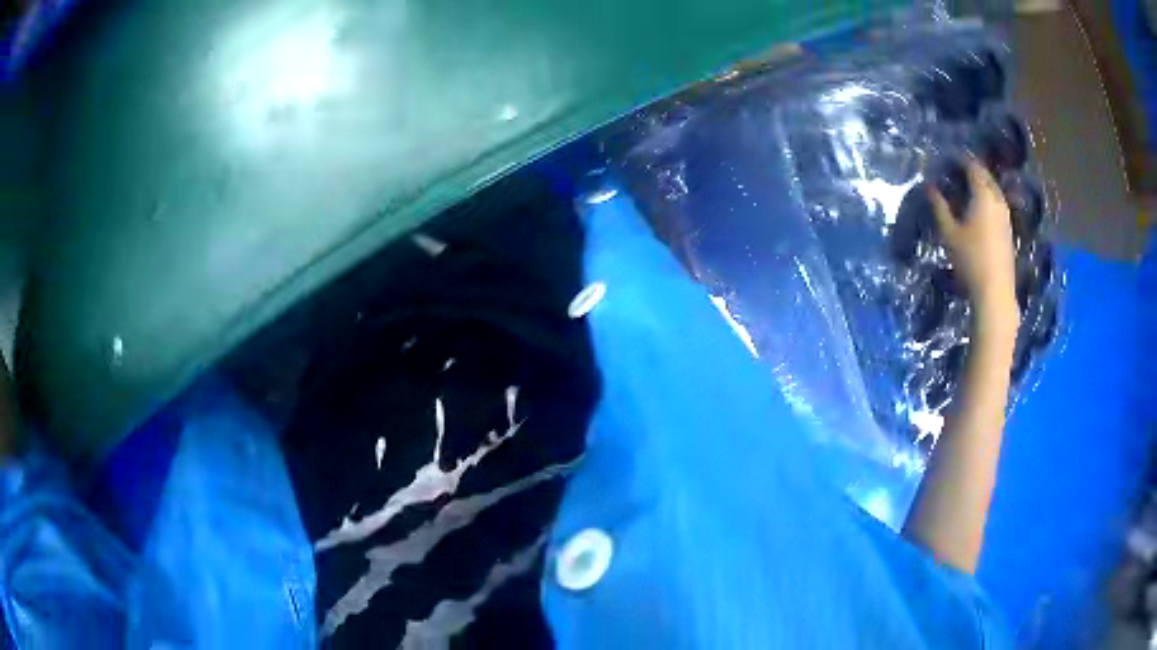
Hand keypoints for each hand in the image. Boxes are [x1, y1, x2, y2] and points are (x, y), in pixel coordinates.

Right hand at [928, 159, 1018, 335]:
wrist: (995, 293)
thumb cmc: (970, 260)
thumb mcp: (949, 233)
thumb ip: (939, 207)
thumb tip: (928, 186)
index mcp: (983, 195)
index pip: (972, 167)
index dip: (961, 159)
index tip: (949, 156)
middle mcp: (997, 200)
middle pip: (986, 176)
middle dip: (972, 169)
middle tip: (957, 168)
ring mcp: (1006, 216)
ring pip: (994, 190)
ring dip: (982, 184)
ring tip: (968, 186)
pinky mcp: (1008, 231)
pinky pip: (998, 203)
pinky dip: (988, 198)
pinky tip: (980, 207)